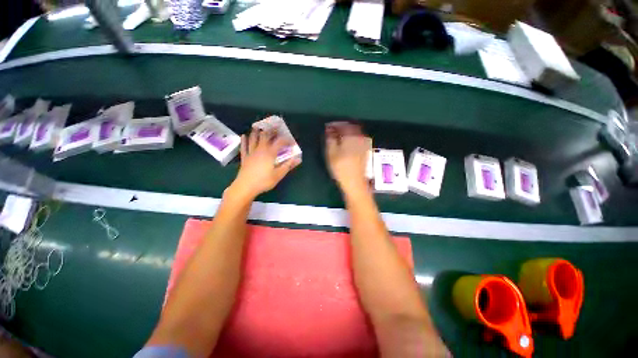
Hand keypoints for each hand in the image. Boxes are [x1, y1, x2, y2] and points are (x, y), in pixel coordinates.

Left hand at [229, 129, 300, 199]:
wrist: (246, 187)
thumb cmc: (264, 181)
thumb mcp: (279, 174)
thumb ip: (288, 165)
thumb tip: (298, 159)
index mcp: (270, 153)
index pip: (279, 142)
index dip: (286, 140)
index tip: (292, 142)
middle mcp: (260, 150)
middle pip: (265, 136)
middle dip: (271, 131)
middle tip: (275, 128)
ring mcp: (251, 153)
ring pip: (253, 139)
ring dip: (257, 132)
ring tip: (259, 127)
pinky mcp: (245, 158)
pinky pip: (244, 147)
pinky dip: (244, 141)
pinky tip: (244, 136)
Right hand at [325, 122, 371, 193]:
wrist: (355, 182)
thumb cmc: (341, 167)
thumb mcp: (331, 153)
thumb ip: (330, 138)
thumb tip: (329, 128)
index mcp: (351, 136)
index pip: (342, 125)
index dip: (334, 124)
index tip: (327, 127)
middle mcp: (360, 137)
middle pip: (350, 127)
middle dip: (341, 127)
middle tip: (332, 131)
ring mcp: (364, 143)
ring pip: (355, 132)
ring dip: (346, 132)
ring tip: (338, 137)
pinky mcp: (366, 150)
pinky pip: (358, 138)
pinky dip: (351, 138)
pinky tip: (346, 143)